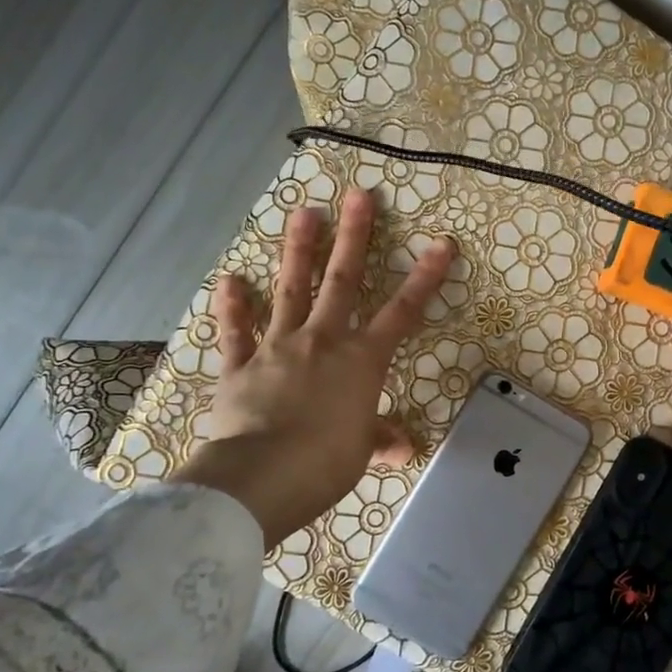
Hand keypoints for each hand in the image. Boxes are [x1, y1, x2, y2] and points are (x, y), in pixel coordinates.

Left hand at [173, 189, 455, 544]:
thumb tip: (402, 448)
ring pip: (291, 291)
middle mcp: (323, 341)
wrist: (263, 475)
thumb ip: (379, 439)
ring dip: (298, 251)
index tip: (441, 245)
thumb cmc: (327, 462)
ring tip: (304, 212)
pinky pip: (236, 332)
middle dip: (354, 237)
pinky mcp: (240, 365)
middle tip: (358, 195)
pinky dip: (232, 307)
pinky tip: (229, 280)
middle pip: (342, 281)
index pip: (402, 313)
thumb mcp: (361, 451)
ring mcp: (278, 348)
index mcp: (361, 361)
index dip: (425, 279)